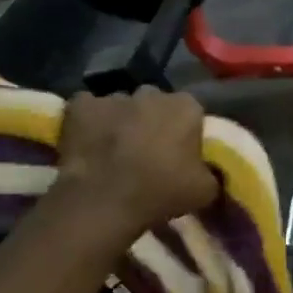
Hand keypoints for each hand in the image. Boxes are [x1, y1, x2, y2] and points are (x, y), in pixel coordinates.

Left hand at [51, 87, 216, 238]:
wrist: (104, 200)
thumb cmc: (161, 191)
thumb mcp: (206, 191)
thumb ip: (212, 172)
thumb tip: (209, 172)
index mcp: (187, 107)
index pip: (192, 113)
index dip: (186, 133)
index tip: (180, 154)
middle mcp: (152, 92)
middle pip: (156, 104)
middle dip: (153, 122)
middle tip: (148, 152)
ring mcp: (113, 96)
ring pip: (122, 106)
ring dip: (122, 122)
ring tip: (115, 151)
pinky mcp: (80, 105)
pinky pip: (88, 109)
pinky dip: (89, 122)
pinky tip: (88, 143)